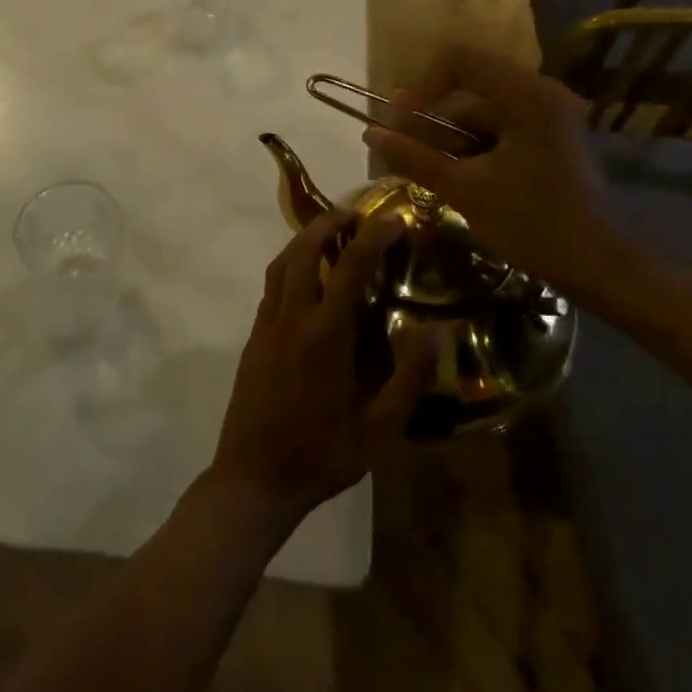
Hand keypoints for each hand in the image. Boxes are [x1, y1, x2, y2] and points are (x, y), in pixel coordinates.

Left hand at [207, 209, 434, 520]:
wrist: (254, 479)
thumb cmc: (323, 456)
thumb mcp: (381, 429)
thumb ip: (411, 378)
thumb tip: (438, 331)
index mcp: (326, 335)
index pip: (351, 266)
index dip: (373, 236)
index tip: (393, 218)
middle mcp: (292, 318)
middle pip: (304, 250)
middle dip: (328, 222)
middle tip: (354, 212)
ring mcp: (266, 326)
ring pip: (281, 264)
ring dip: (304, 239)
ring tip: (330, 232)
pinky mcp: (253, 339)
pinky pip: (271, 287)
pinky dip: (290, 266)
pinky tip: (308, 278)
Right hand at [365, 44, 630, 304]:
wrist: (599, 266)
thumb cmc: (532, 223)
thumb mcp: (464, 190)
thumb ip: (415, 157)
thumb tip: (371, 133)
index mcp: (526, 95)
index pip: (459, 59)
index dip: (423, 84)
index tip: (402, 120)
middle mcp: (541, 93)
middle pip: (470, 87)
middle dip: (433, 119)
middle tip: (406, 150)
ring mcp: (550, 114)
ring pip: (483, 111)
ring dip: (452, 137)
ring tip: (431, 174)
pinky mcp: (552, 135)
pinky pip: (501, 127)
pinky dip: (475, 147)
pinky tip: (461, 179)